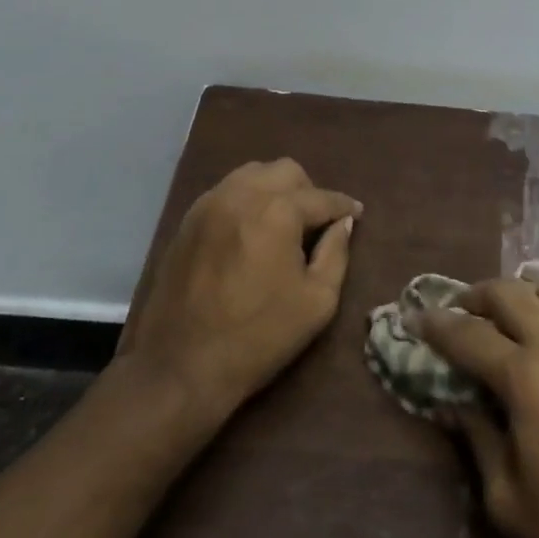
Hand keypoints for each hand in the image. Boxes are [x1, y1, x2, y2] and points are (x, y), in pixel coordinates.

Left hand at [116, 159, 361, 423]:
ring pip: (253, 174)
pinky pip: (227, 191)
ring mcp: (210, 203)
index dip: (343, 206)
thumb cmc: (259, 337)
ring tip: (284, 222)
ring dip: (275, 189)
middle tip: (317, 222)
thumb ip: (336, 253)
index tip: (356, 214)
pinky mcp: (189, 219)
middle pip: (286, 171)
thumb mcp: (317, 302)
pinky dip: (247, 199)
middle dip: (308, 191)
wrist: (182, 366)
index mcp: (277, 212)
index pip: (321, 197)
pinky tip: (252, 229)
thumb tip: (344, 223)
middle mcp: (242, 194)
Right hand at [417, 276, 538, 537]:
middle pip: (510, 292)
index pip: (468, 334)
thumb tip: (456, 402)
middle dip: (475, 295)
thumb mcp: (507, 501)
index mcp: (526, 375)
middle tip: (456, 311)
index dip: (435, 325)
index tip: (413, 318)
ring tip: (502, 316)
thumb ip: (477, 439)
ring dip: (519, 291)